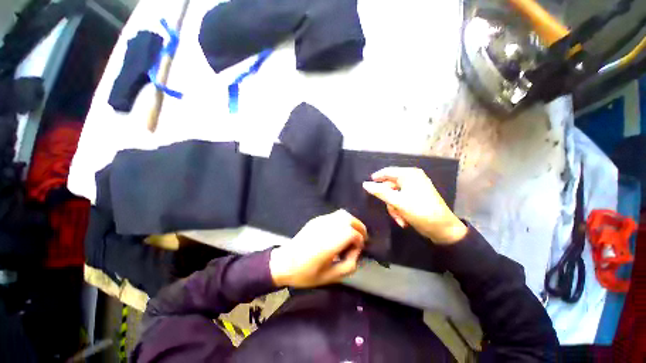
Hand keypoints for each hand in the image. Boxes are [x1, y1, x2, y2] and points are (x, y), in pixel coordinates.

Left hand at [270, 210, 367, 287]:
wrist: (284, 262)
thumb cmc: (306, 273)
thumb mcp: (330, 277)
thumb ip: (349, 265)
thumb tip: (356, 251)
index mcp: (327, 245)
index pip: (350, 232)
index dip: (359, 239)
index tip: (357, 249)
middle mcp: (324, 229)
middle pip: (348, 219)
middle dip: (359, 227)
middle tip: (361, 239)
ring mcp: (319, 222)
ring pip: (342, 214)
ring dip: (351, 222)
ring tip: (352, 234)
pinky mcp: (316, 220)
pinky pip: (335, 215)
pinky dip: (343, 221)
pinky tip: (340, 232)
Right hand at [362, 167, 466, 244]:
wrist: (444, 230)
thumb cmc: (421, 212)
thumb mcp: (397, 202)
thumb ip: (380, 192)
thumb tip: (365, 184)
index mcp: (409, 174)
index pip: (387, 171)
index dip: (376, 178)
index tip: (366, 187)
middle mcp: (412, 178)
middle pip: (390, 186)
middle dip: (389, 201)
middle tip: (390, 211)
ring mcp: (415, 188)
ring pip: (394, 195)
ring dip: (394, 208)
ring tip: (400, 219)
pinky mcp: (417, 197)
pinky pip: (401, 200)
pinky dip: (400, 210)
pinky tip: (404, 220)